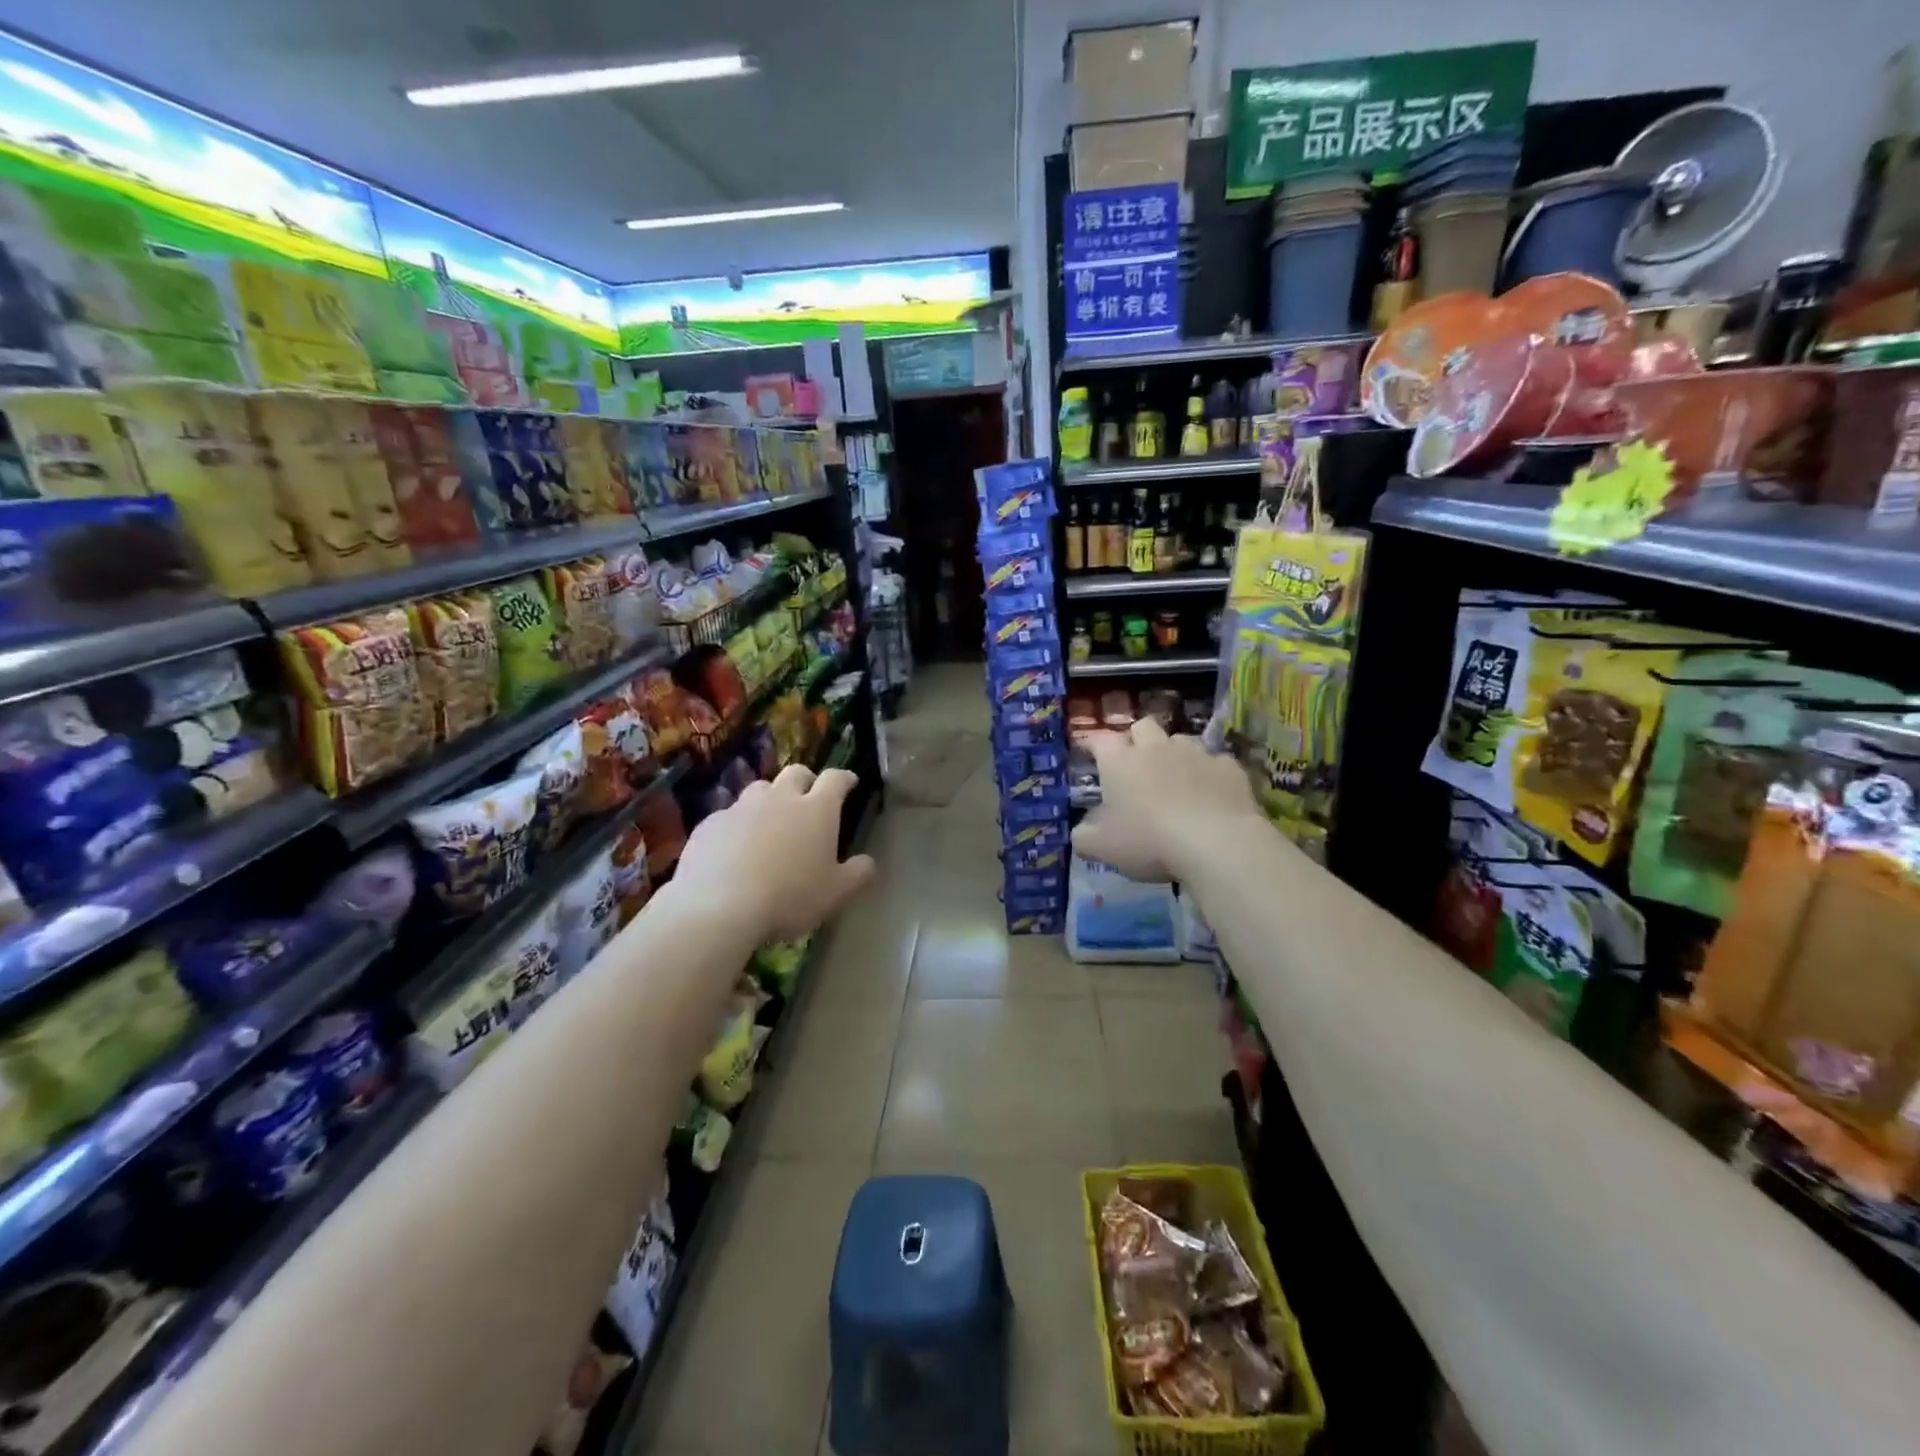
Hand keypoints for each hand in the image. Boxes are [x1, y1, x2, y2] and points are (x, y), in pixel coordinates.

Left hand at [672, 764, 876, 940]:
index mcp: (817, 810)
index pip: (836, 779)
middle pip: (796, 773)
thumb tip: (868, 862)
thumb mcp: (836, 894)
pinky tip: (734, 848)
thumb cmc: (789, 896)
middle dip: (806, 781)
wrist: (720, 906)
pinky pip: (728, 816)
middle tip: (809, 798)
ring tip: (769, 822)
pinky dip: (737, 825)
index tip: (849, 783)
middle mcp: (780, 798)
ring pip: (759, 789)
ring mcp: (742, 808)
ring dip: (769, 799)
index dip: (844, 778)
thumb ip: (858, 874)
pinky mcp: (711, 823)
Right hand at [1072, 719, 1266, 882]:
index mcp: (1120, 762)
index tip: (1088, 752)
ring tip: (1176, 779)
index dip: (1092, 744)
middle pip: (1143, 726)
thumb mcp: (1102, 848)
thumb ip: (1084, 837)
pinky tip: (1211, 796)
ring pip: (1181, 740)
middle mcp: (1156, 748)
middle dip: (1137, 739)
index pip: (1099, 740)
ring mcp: (1196, 753)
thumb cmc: (1148, 841)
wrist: (1216, 843)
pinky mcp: (1229, 767)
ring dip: (1174, 754)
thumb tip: (1081, 832)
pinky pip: (1215, 762)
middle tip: (1136, 764)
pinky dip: (1209, 775)